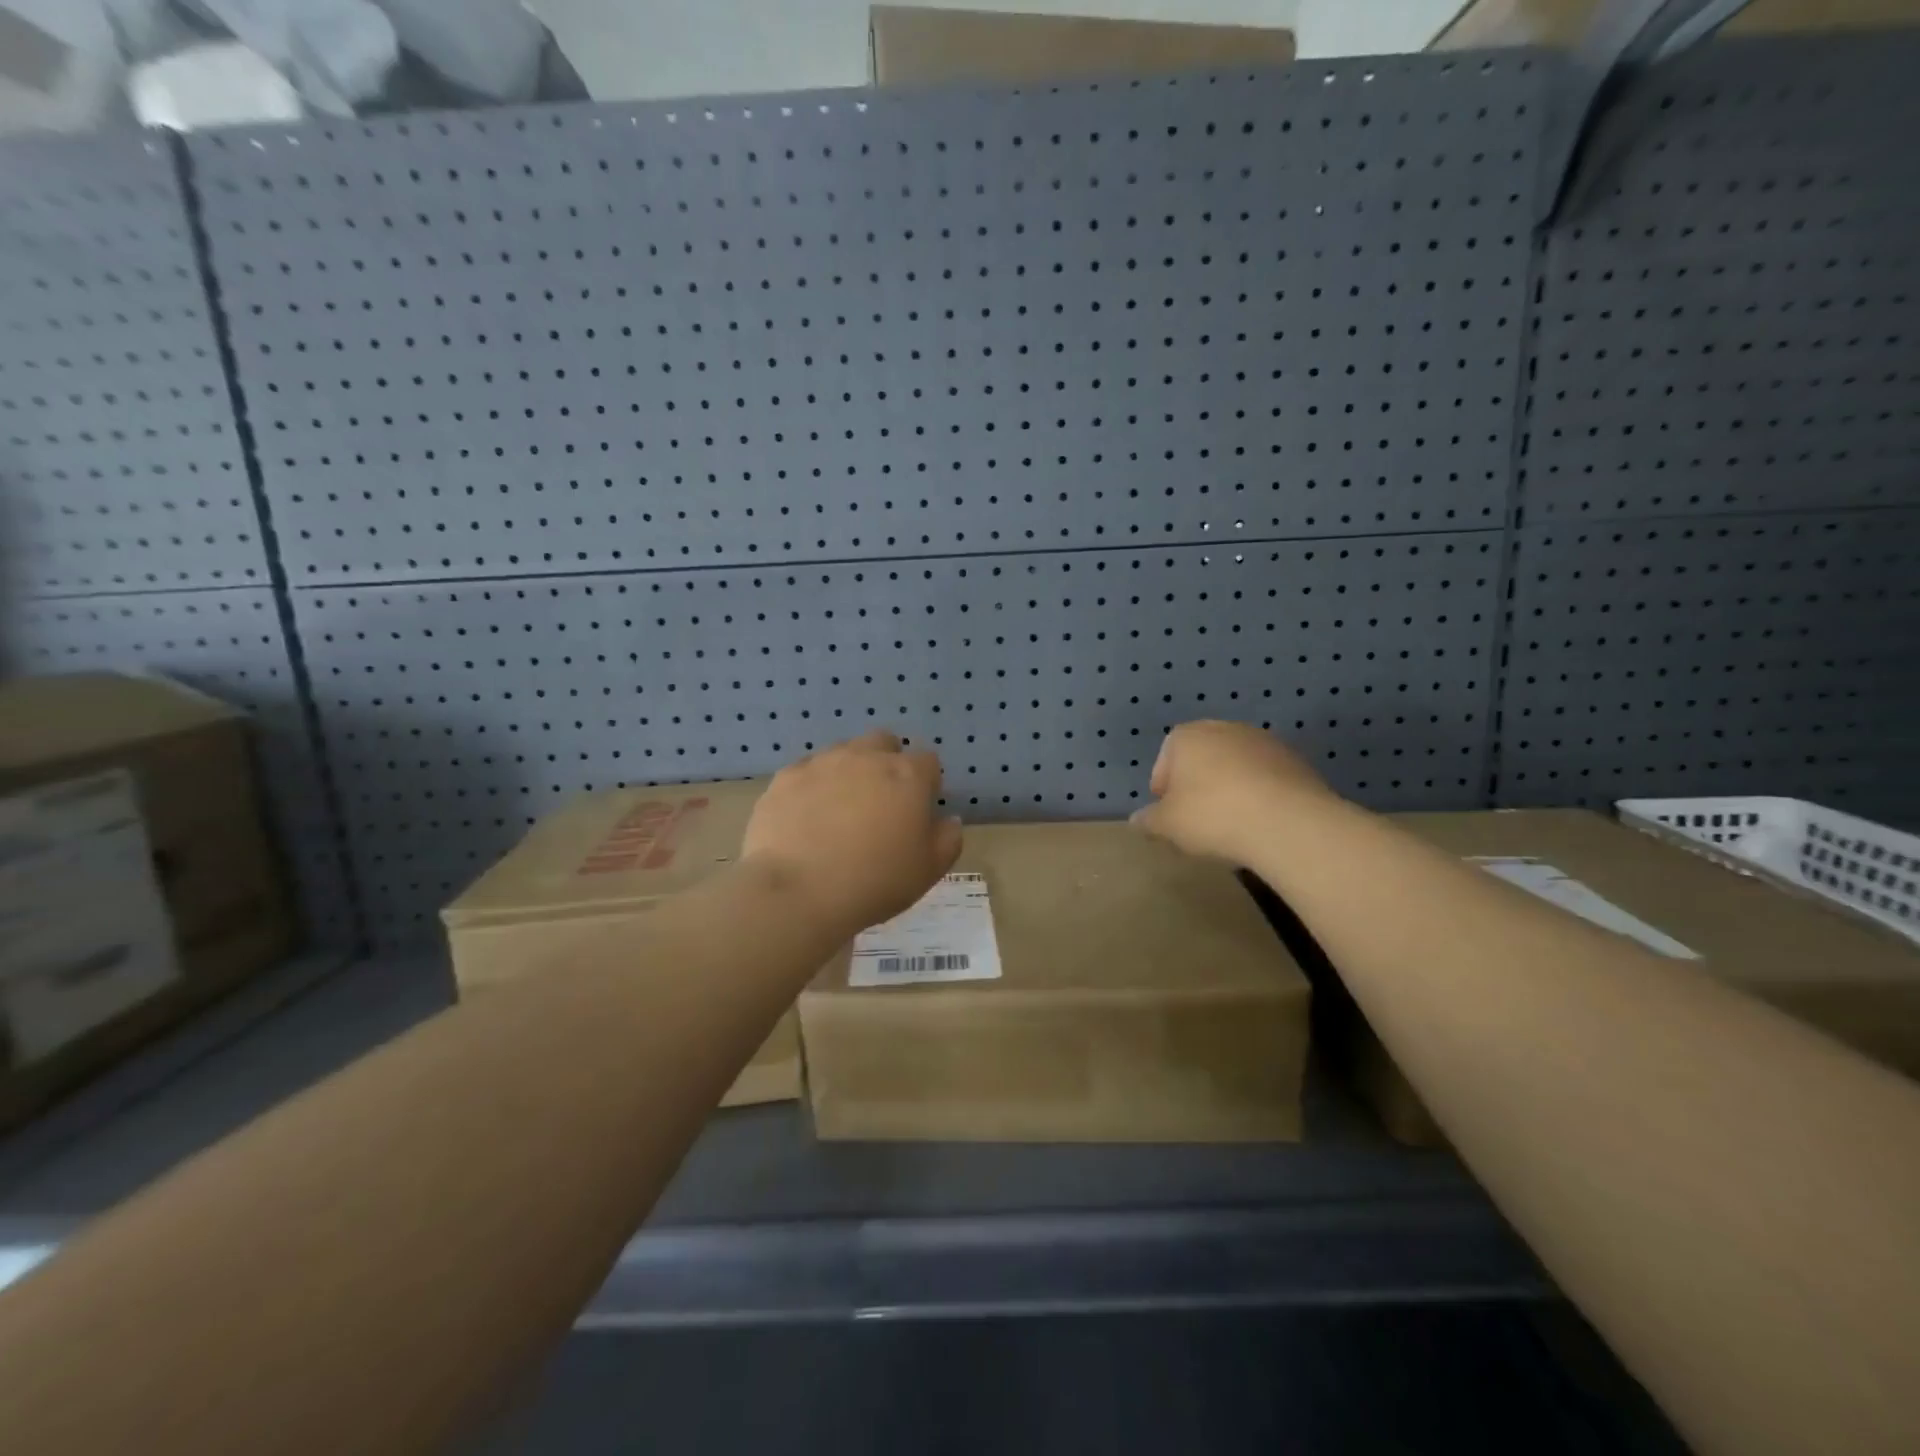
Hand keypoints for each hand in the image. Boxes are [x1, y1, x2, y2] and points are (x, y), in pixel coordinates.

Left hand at [742, 730, 962, 934]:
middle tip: (880, 803)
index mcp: (908, 776)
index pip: (928, 761)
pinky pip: (806, 771)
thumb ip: (948, 839)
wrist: (797, 892)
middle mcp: (866, 757)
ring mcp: (823, 763)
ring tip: (840, 812)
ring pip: (843, 753)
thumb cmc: (875, 882)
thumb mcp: (929, 870)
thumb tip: (949, 820)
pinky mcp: (786, 777)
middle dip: (886, 763)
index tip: (918, 811)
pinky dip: (812, 787)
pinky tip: (806, 818)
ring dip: (849, 772)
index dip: (926, 784)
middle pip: (884, 743)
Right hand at [1130, 721, 1336, 866]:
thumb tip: (1137, 820)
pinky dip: (1259, 794)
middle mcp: (1224, 728)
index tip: (1169, 814)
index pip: (1166, 758)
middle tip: (1198, 819)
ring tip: (1231, 823)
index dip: (1163, 787)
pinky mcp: (1295, 760)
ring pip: (1235, 765)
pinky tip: (1259, 821)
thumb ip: (1148, 820)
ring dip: (1230, 788)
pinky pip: (1265, 777)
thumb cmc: (1213, 815)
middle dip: (1197, 784)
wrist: (1288, 822)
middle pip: (1202, 757)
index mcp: (1187, 736)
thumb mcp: (1167, 825)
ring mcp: (1264, 741)